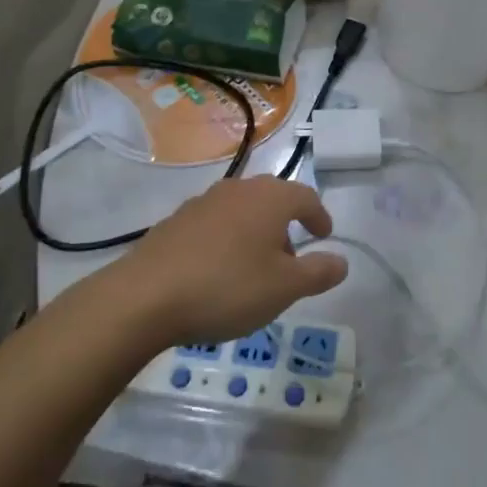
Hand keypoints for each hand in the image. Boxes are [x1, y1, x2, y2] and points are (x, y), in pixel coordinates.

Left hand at [112, 176, 347, 346]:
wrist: (145, 296)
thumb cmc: (227, 287)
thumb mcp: (284, 288)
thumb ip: (318, 272)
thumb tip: (342, 261)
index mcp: (270, 198)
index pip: (306, 197)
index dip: (319, 216)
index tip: (324, 236)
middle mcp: (238, 190)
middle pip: (272, 199)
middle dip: (286, 225)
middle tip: (291, 258)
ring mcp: (203, 202)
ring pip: (242, 210)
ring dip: (255, 233)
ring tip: (254, 269)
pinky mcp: (175, 221)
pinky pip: (215, 224)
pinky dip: (227, 240)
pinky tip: (218, 272)